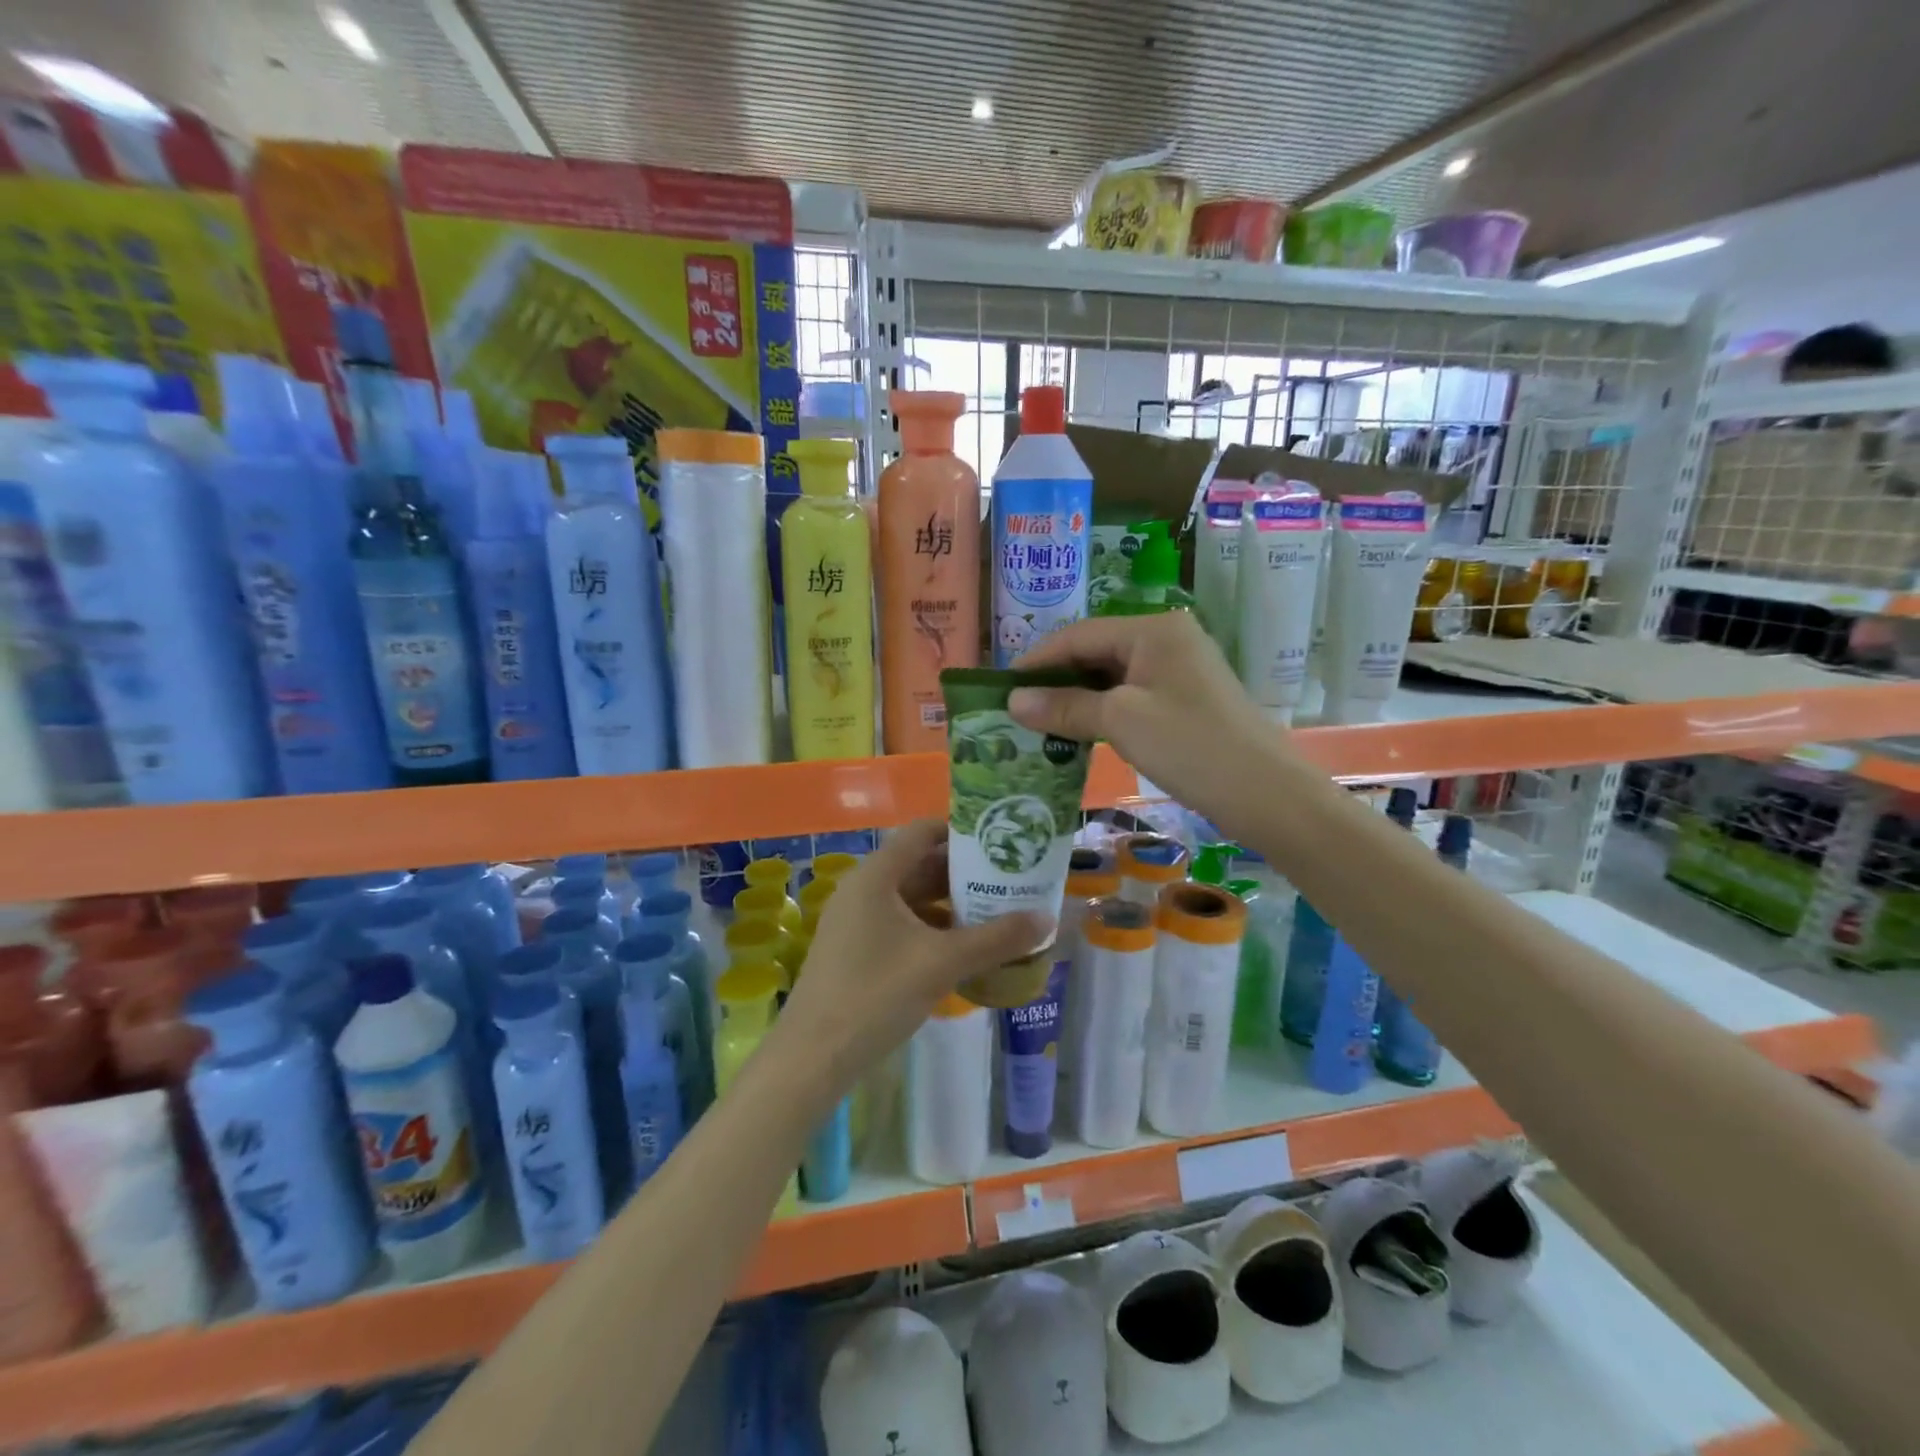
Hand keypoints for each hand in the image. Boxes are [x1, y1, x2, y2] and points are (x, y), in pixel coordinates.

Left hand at [774, 820, 1047, 1100]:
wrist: (813, 1058)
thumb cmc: (876, 995)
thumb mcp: (942, 963)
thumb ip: (997, 939)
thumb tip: (1048, 919)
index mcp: (876, 876)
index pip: (922, 832)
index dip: (961, 831)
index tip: (1000, 841)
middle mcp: (863, 889)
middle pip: (919, 864)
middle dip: (964, 872)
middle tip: (1009, 880)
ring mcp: (856, 921)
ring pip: (911, 898)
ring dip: (950, 903)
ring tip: (996, 912)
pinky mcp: (856, 950)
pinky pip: (901, 924)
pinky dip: (932, 928)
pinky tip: (963, 948)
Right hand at [1008, 613, 1288, 829]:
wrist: (1267, 794)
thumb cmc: (1191, 745)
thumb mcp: (1121, 721)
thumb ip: (1065, 706)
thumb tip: (1012, 700)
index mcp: (1153, 630)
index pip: (1079, 635)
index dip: (1037, 660)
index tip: (1001, 689)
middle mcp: (1167, 640)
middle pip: (1095, 653)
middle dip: (1055, 681)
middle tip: (1016, 711)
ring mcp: (1179, 672)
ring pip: (1112, 678)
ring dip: (1076, 700)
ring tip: (1038, 726)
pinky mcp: (1185, 702)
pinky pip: (1131, 698)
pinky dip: (1102, 714)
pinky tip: (1078, 735)